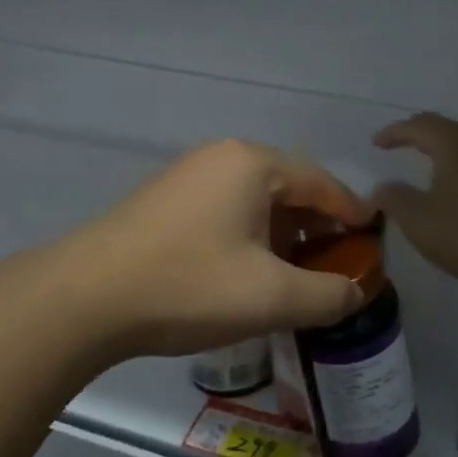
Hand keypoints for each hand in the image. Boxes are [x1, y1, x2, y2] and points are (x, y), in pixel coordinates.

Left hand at [53, 139, 372, 360]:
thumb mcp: (271, 297)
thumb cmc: (189, 286)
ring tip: (296, 273)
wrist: (84, 299)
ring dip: (283, 233)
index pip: (322, 182)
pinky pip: (226, 210)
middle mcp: (221, 157)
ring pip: (255, 200)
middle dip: (317, 226)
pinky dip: (250, 235)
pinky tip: (248, 271)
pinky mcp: (164, 200)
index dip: (352, 213)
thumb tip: (355, 292)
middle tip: (336, 263)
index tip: (373, 241)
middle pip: (289, 187)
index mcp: (253, 163)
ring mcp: (188, 176)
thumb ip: (327, 294)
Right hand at [372, 114, 457, 298]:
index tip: (376, 143)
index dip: (394, 132)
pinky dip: (457, 167)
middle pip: (444, 129)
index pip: (419, 125)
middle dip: (417, 134)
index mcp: (454, 145)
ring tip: (423, 165)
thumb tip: (382, 188)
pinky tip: (454, 190)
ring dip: (440, 151)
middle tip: (397, 145)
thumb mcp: (419, 220)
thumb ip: (395, 199)